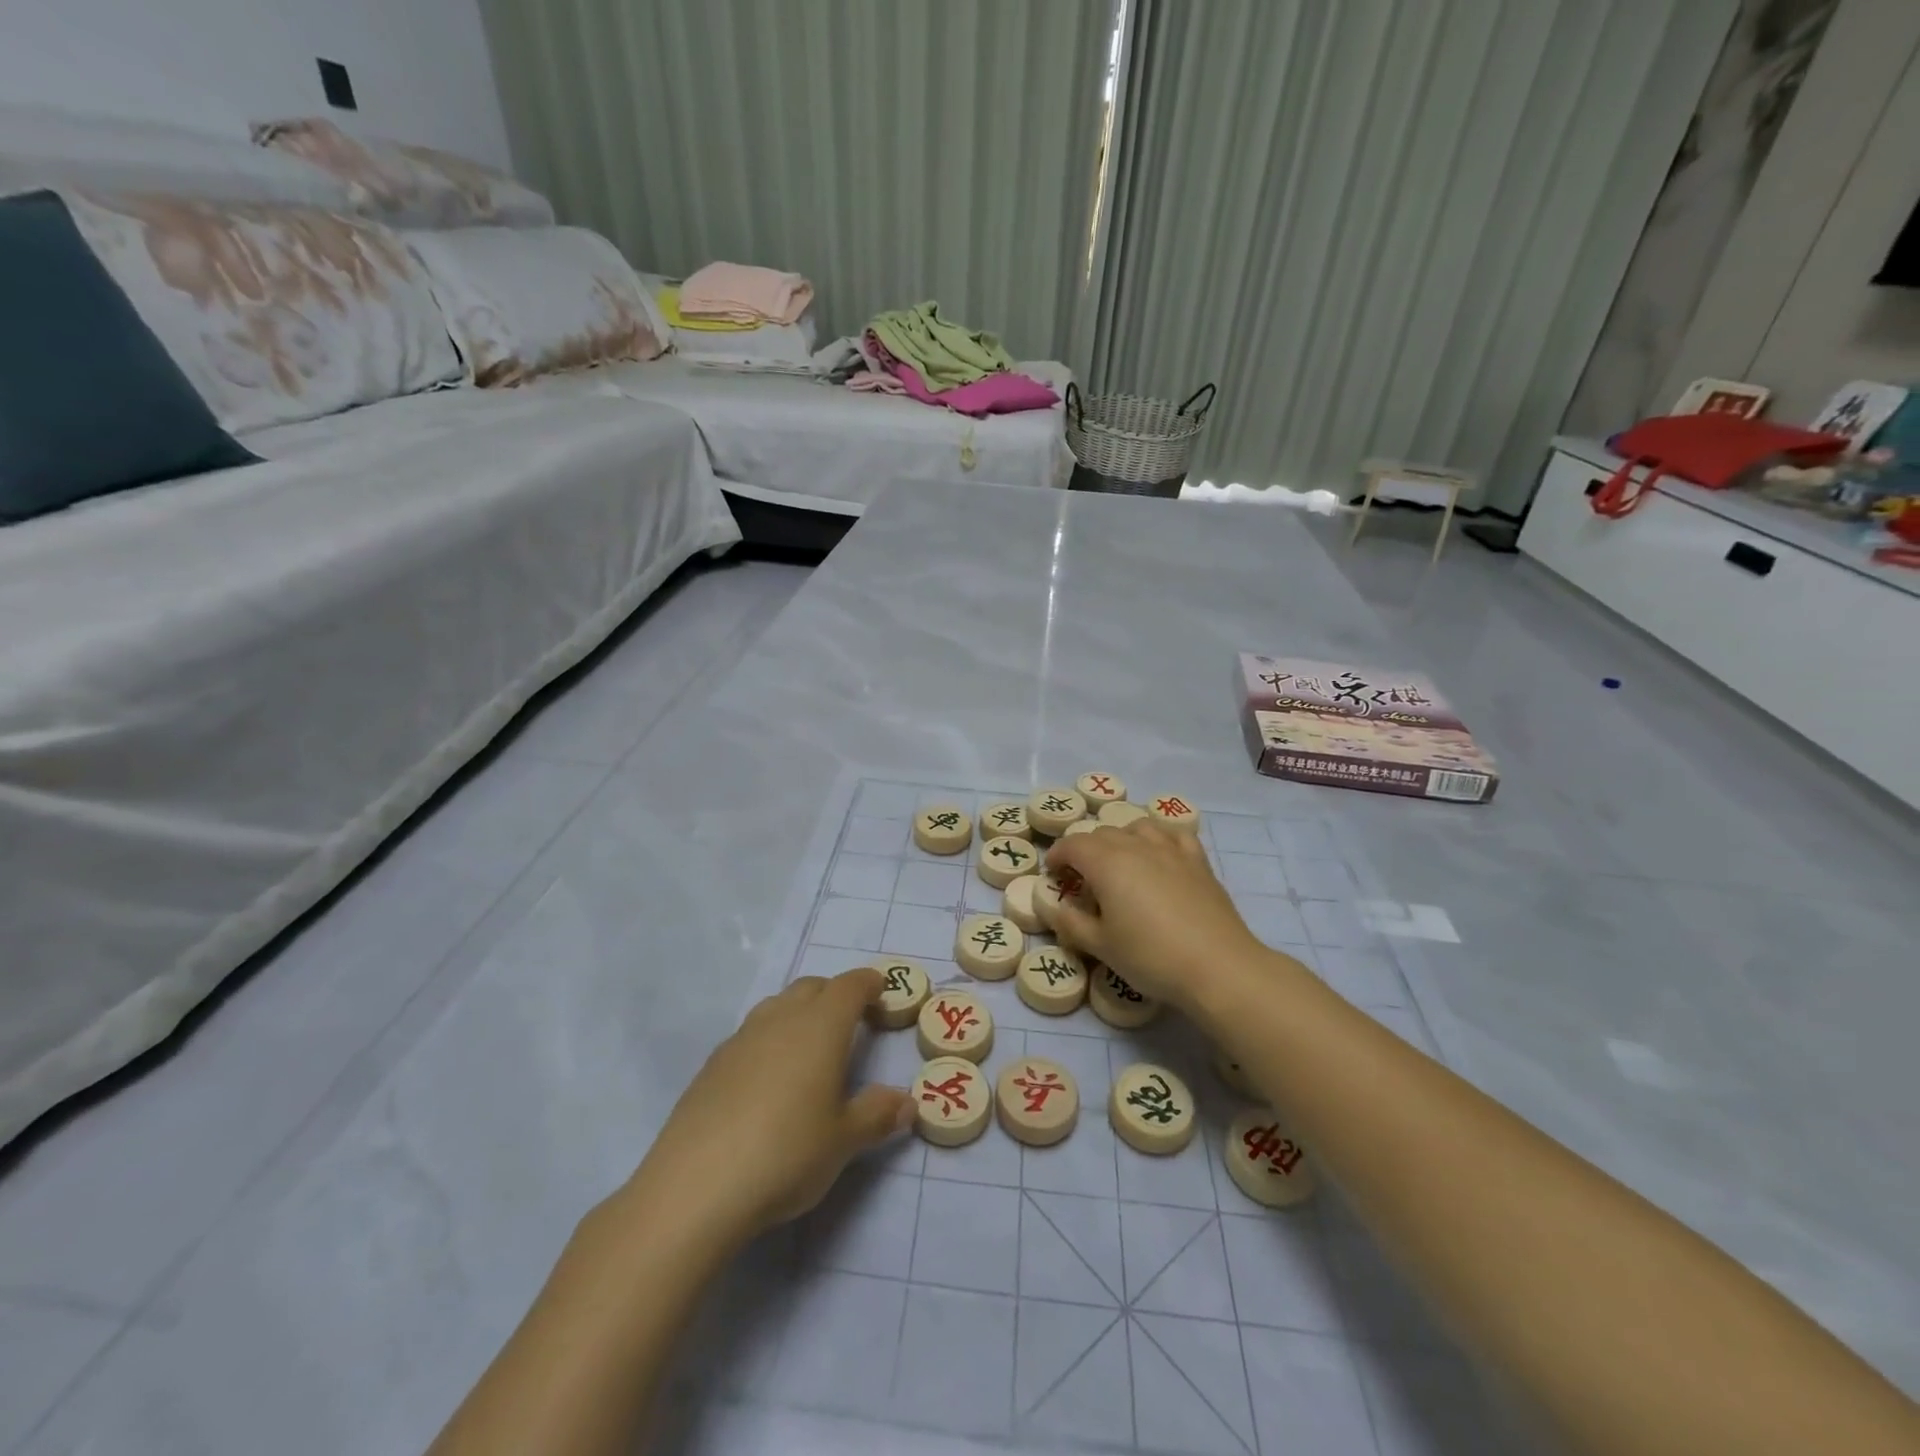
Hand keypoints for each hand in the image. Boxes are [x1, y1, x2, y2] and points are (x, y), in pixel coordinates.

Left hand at [624, 968, 913, 1246]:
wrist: (695, 1187)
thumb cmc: (786, 1154)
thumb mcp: (843, 1141)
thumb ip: (877, 1115)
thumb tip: (908, 1103)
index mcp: (821, 1026)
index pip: (849, 986)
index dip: (868, 984)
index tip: (881, 991)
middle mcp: (781, 1019)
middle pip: (811, 987)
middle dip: (834, 995)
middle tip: (851, 1022)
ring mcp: (741, 1038)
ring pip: (777, 1006)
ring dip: (799, 1013)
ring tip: (810, 1048)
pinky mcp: (712, 1064)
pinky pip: (751, 1034)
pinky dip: (769, 1039)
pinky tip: (768, 1079)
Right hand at [1045, 821, 1265, 1012]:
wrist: (1218, 966)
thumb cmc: (1151, 957)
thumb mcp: (1101, 946)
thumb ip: (1072, 923)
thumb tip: (1056, 908)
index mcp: (1107, 863)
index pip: (1073, 845)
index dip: (1058, 855)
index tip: (1053, 872)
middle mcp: (1137, 846)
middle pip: (1103, 833)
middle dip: (1086, 849)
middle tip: (1082, 877)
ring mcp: (1171, 850)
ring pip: (1138, 827)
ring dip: (1122, 838)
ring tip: (1120, 861)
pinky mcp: (1198, 861)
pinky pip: (1174, 835)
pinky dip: (1159, 838)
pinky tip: (1160, 855)